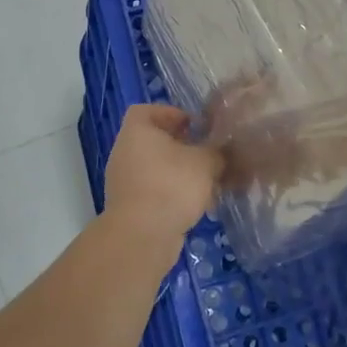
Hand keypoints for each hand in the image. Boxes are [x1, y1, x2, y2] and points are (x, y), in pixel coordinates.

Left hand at [102, 105, 222, 242]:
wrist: (143, 236)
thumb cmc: (172, 185)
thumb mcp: (205, 162)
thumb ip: (216, 151)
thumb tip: (222, 152)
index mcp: (137, 132)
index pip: (146, 110)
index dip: (171, 113)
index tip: (194, 125)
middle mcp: (124, 153)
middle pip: (154, 141)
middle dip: (182, 146)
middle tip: (206, 153)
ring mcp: (124, 182)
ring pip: (157, 168)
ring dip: (181, 173)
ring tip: (208, 182)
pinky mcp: (130, 207)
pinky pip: (154, 191)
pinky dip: (173, 194)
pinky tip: (198, 205)